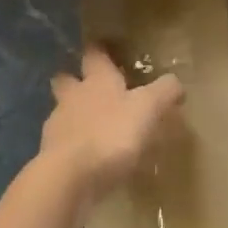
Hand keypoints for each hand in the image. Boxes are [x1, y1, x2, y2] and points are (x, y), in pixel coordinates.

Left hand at [39, 45, 185, 206]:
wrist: (69, 177)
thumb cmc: (111, 134)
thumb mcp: (148, 109)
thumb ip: (164, 92)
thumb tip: (176, 82)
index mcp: (97, 79)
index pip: (94, 54)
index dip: (100, 51)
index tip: (106, 50)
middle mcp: (73, 96)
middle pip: (67, 79)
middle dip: (75, 80)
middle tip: (92, 88)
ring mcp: (58, 125)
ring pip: (63, 111)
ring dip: (75, 116)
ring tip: (96, 129)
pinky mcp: (51, 155)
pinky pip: (63, 144)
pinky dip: (74, 147)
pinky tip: (89, 160)